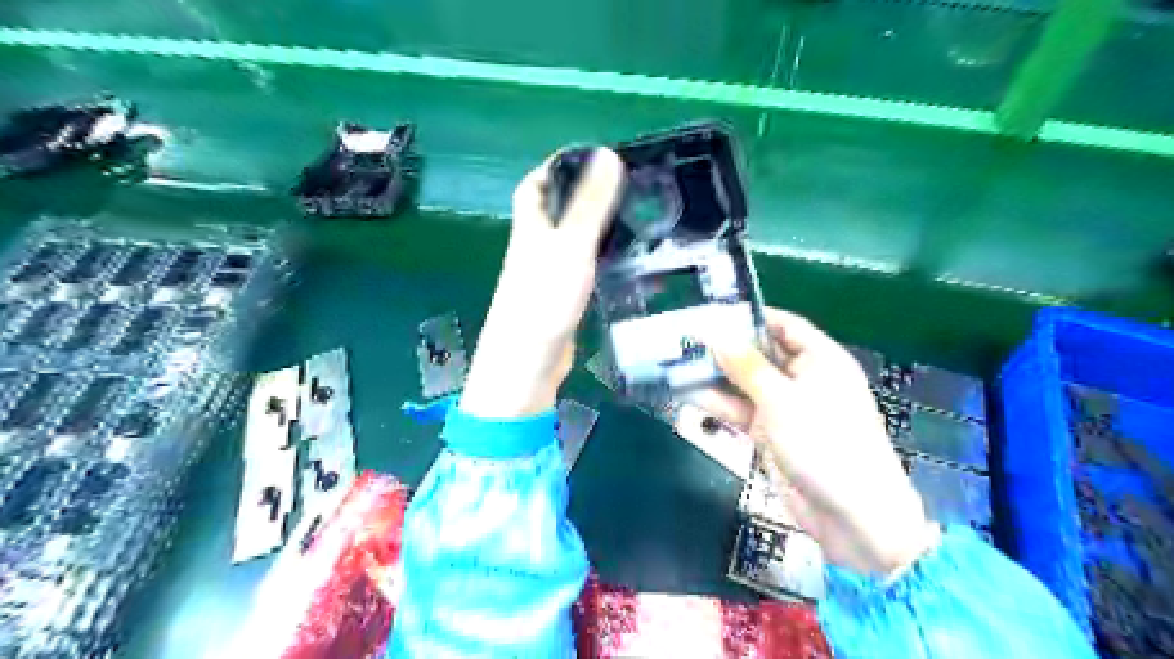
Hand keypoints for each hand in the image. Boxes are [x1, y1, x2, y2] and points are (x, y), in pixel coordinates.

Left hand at [458, 149, 626, 416]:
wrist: (528, 361)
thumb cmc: (544, 298)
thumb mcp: (571, 244)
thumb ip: (589, 204)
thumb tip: (607, 155)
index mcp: (530, 226)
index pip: (534, 185)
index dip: (555, 167)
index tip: (589, 159)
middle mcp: (535, 246)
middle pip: (554, 211)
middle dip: (582, 195)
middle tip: (622, 189)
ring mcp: (546, 274)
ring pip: (569, 240)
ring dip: (593, 227)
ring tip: (631, 219)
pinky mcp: (559, 299)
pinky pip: (580, 267)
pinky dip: (598, 258)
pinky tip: (621, 262)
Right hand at [695, 310, 937, 576]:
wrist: (851, 516)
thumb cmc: (825, 444)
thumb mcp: (782, 400)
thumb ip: (747, 367)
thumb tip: (717, 335)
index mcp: (821, 360)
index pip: (785, 326)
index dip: (752, 317)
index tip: (713, 312)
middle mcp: (803, 379)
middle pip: (760, 354)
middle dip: (725, 348)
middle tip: (684, 337)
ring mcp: (785, 408)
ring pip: (745, 384)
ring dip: (715, 377)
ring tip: (675, 363)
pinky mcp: (770, 434)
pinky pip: (740, 411)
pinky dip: (718, 404)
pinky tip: (686, 394)